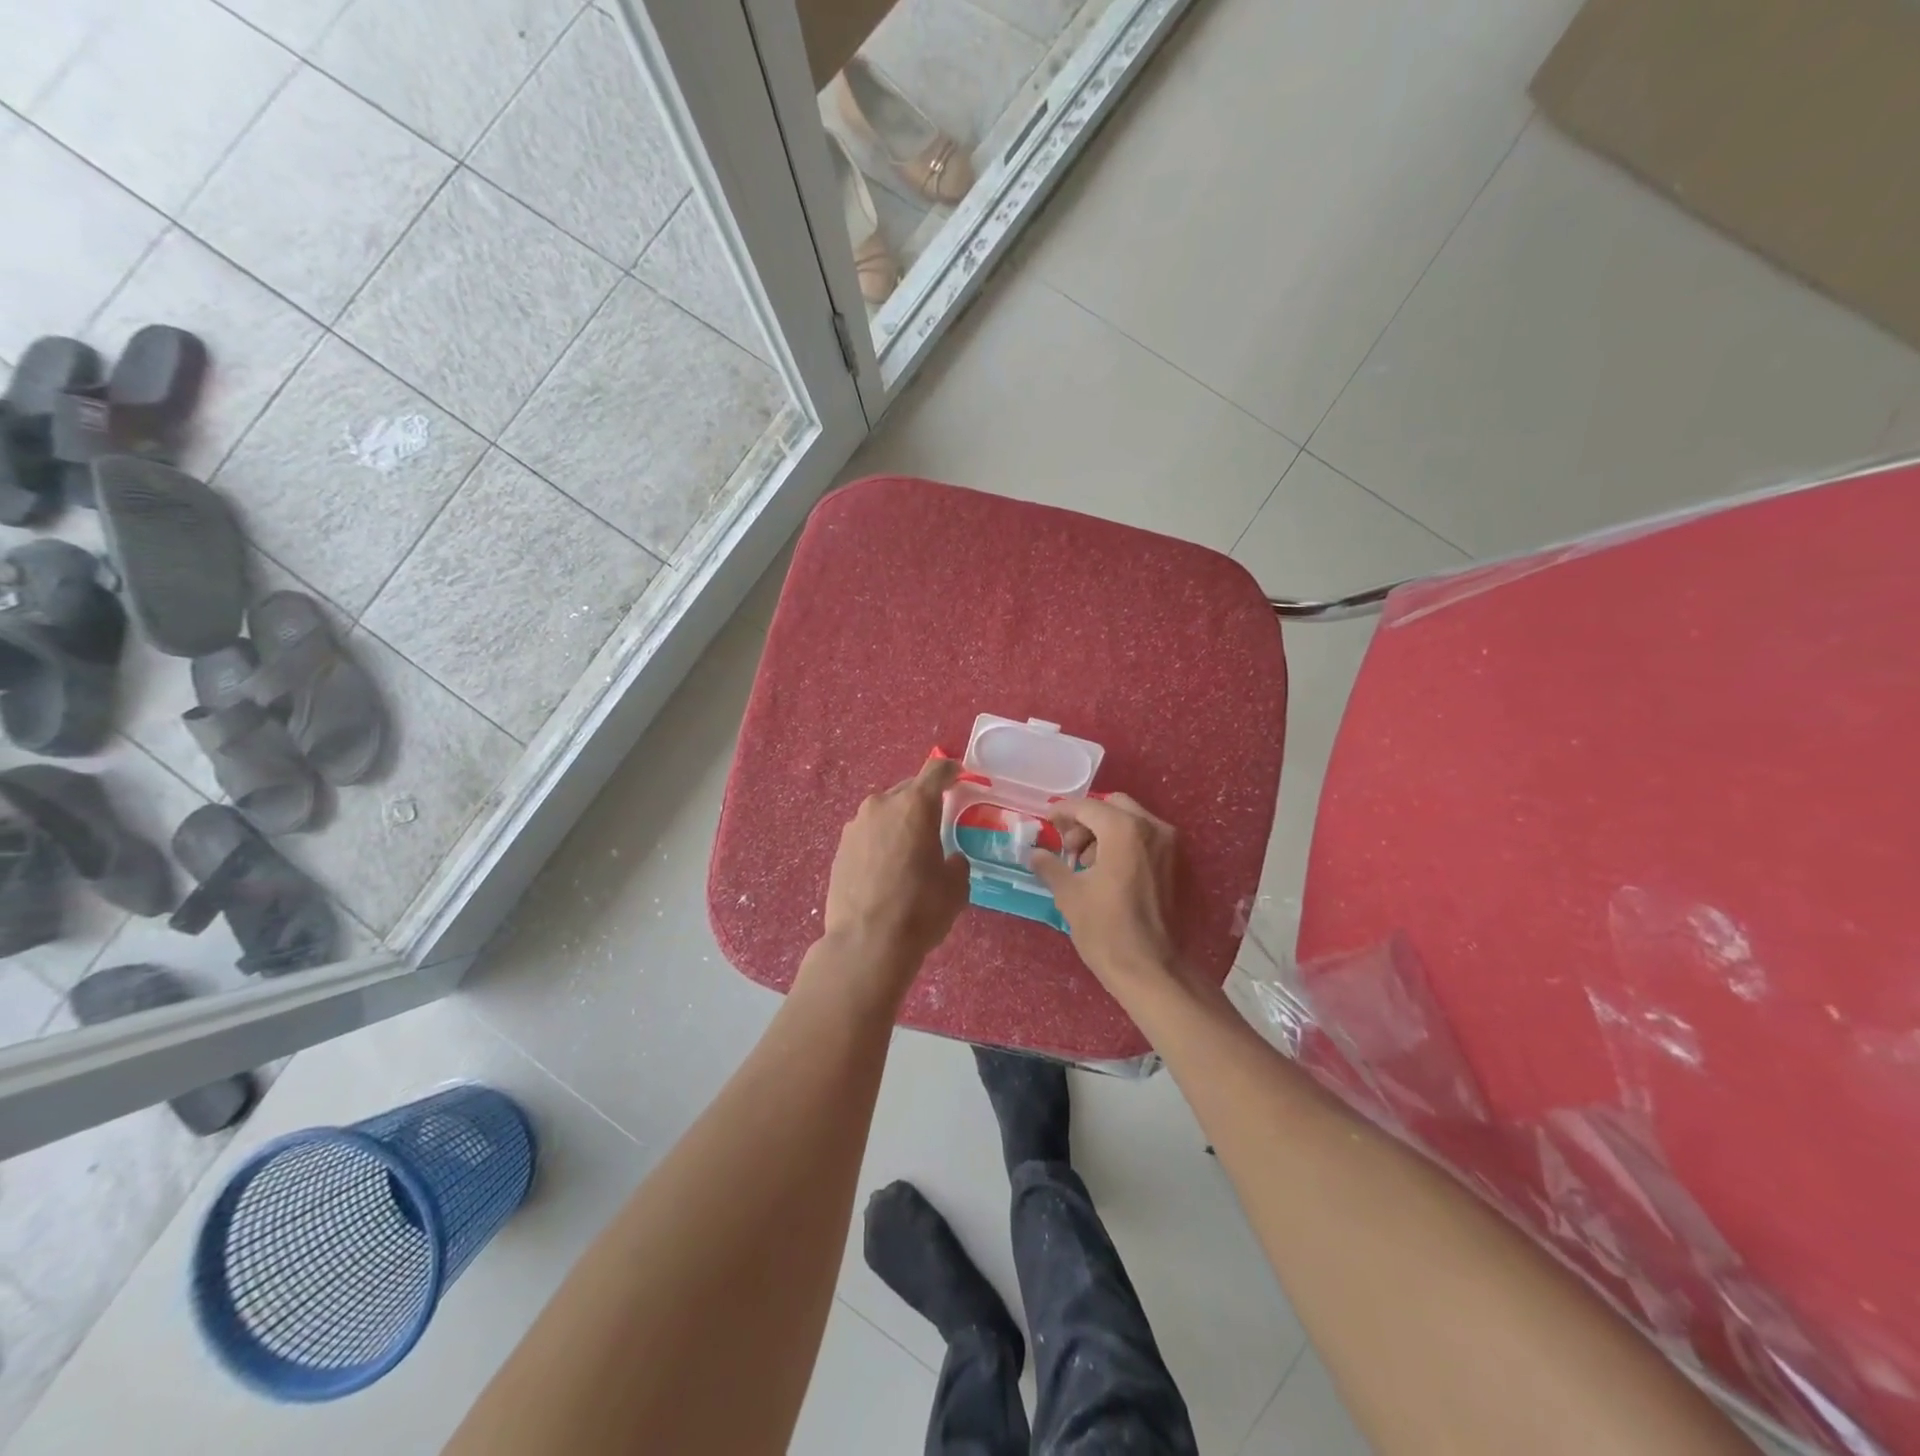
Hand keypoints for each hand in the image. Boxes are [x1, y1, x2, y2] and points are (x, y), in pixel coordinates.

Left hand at [820, 756, 970, 990]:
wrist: (866, 943)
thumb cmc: (920, 909)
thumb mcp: (956, 886)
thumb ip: (956, 862)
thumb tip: (949, 859)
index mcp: (915, 804)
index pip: (936, 770)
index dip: (951, 770)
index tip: (959, 775)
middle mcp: (881, 804)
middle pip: (908, 791)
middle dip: (923, 802)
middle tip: (936, 823)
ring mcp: (855, 826)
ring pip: (884, 813)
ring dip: (899, 823)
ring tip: (909, 851)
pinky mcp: (839, 848)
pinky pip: (868, 834)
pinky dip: (880, 842)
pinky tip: (886, 869)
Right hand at [1032, 793, 1182, 994]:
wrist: (1151, 969)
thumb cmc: (1105, 930)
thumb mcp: (1069, 894)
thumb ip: (1050, 866)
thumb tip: (1035, 854)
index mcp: (1124, 830)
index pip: (1087, 807)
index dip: (1062, 811)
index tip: (1046, 823)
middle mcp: (1151, 828)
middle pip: (1112, 806)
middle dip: (1086, 820)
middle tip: (1067, 846)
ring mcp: (1168, 846)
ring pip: (1130, 821)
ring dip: (1104, 832)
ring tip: (1084, 863)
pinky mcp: (1174, 864)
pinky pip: (1144, 839)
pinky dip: (1122, 843)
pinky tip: (1105, 871)